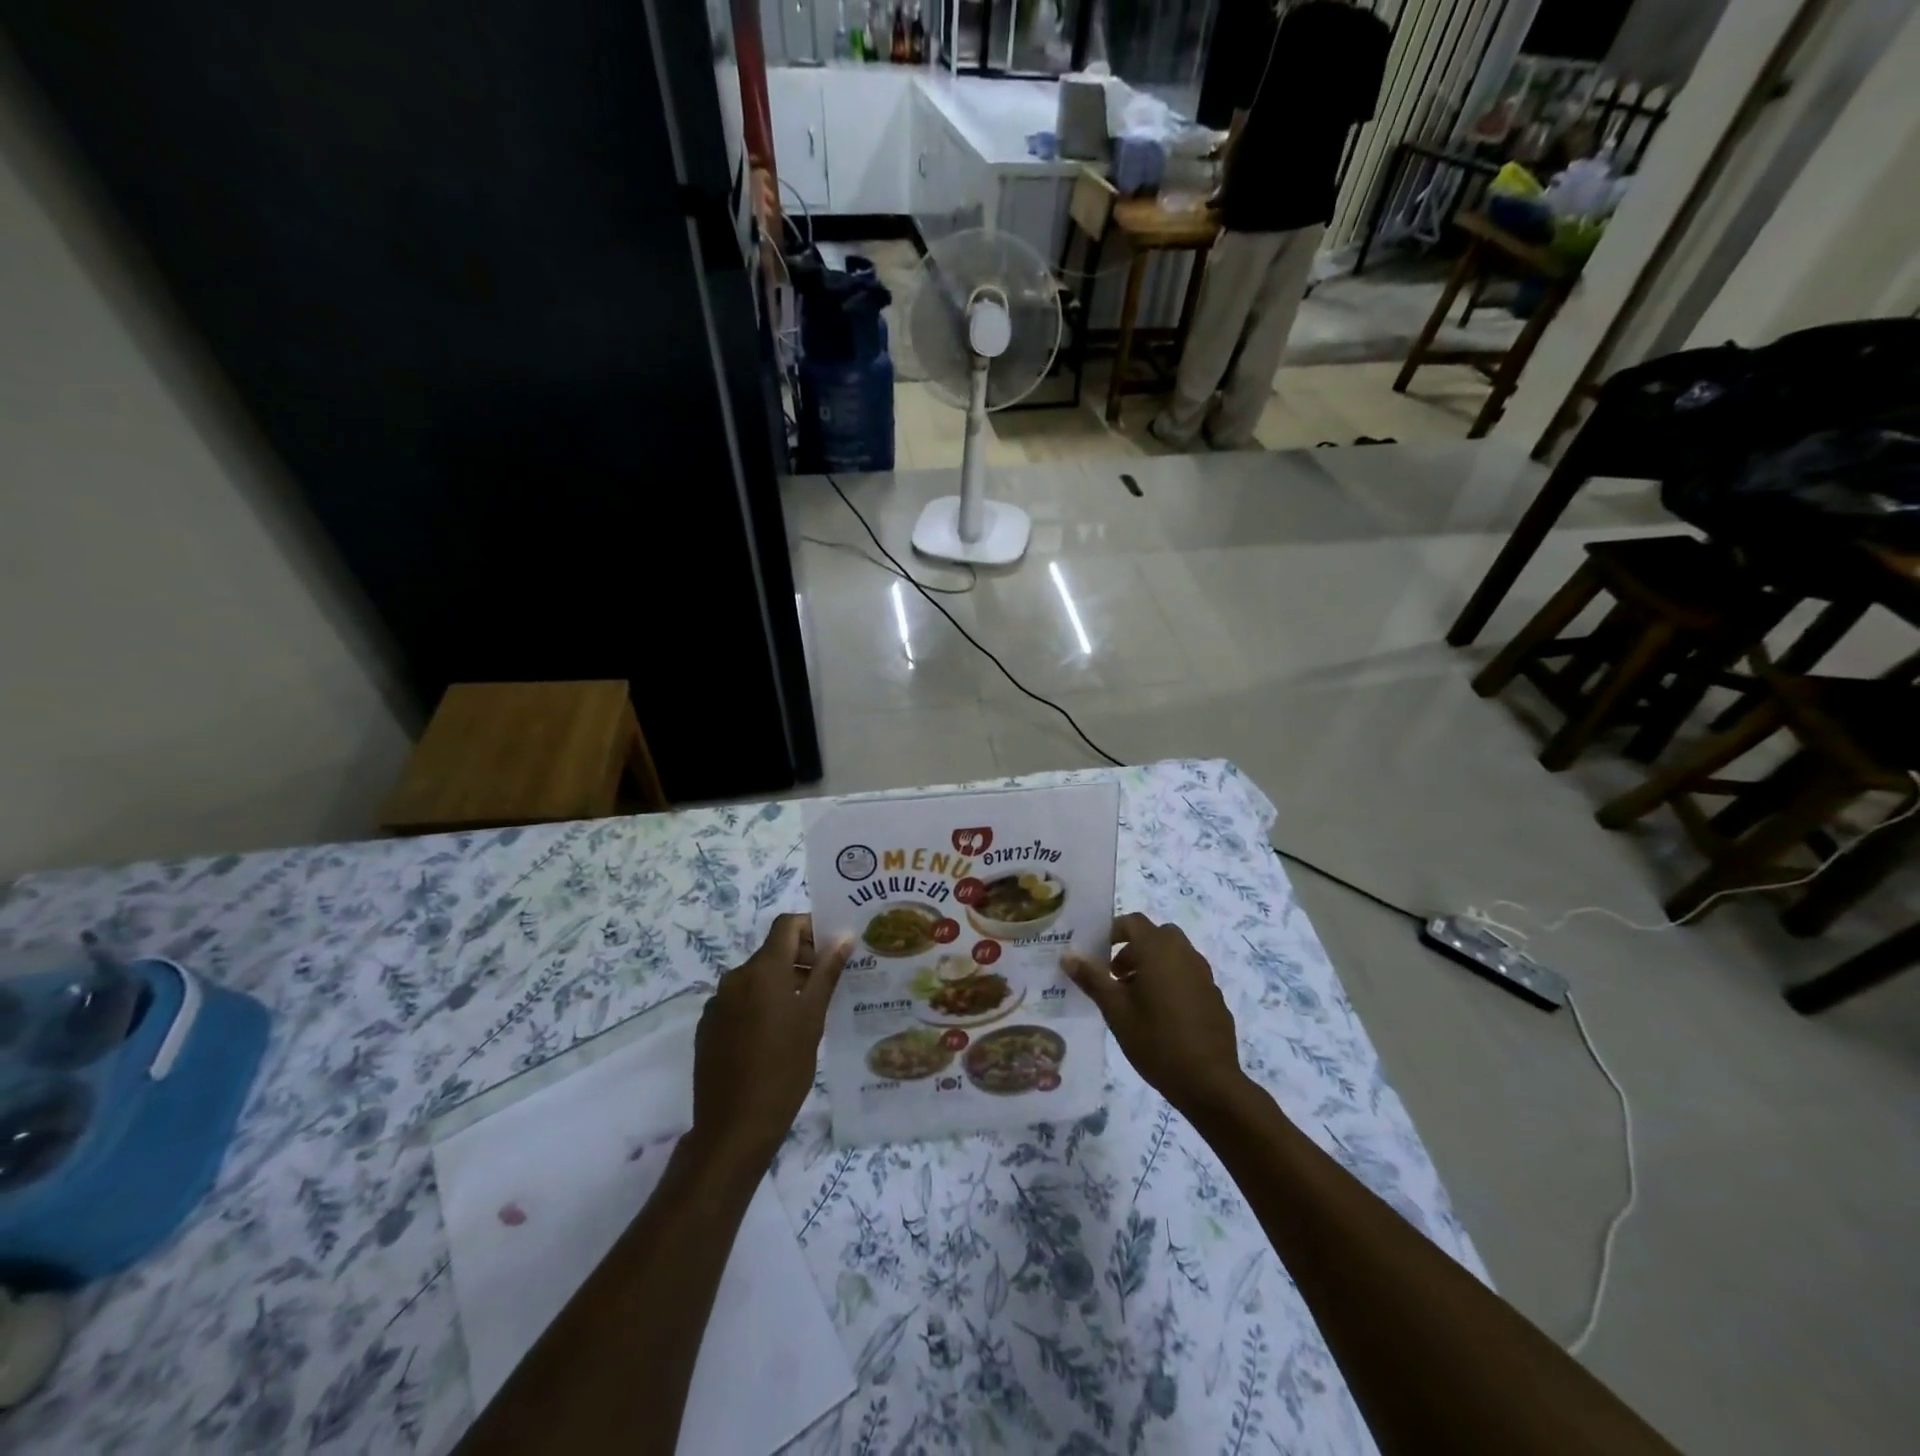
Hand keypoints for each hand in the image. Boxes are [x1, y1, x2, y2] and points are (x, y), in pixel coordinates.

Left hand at [692, 914, 850, 1167]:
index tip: (832, 950)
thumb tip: (843, 935)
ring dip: (781, 984)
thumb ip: (827, 971)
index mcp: (762, 970)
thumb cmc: (784, 1067)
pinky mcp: (708, 1027)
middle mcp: (735, 977)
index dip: (811, 928)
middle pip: (772, 952)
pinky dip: (760, 1006)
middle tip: (827, 986)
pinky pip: (739, 1002)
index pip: (787, 925)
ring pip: (756, 979)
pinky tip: (774, 1038)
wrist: (734, 1126)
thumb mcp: (813, 1017)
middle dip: (801, 960)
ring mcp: (717, 1003)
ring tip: (804, 1015)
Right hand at [1063, 913, 1247, 1115]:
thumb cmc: (1155, 1040)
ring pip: (1174, 955)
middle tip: (1116, 977)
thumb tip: (1068, 955)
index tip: (1098, 955)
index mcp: (1158, 949)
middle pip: (1156, 935)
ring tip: (1135, 999)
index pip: (1133, 922)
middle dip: (1133, 949)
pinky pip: (1188, 976)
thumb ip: (1092, 978)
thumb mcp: (1115, 1010)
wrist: (1209, 1081)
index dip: (1112, 932)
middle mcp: (1184, 953)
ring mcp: (1204, 974)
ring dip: (1153, 965)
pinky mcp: (1214, 996)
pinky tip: (1162, 1017)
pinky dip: (1172, 982)